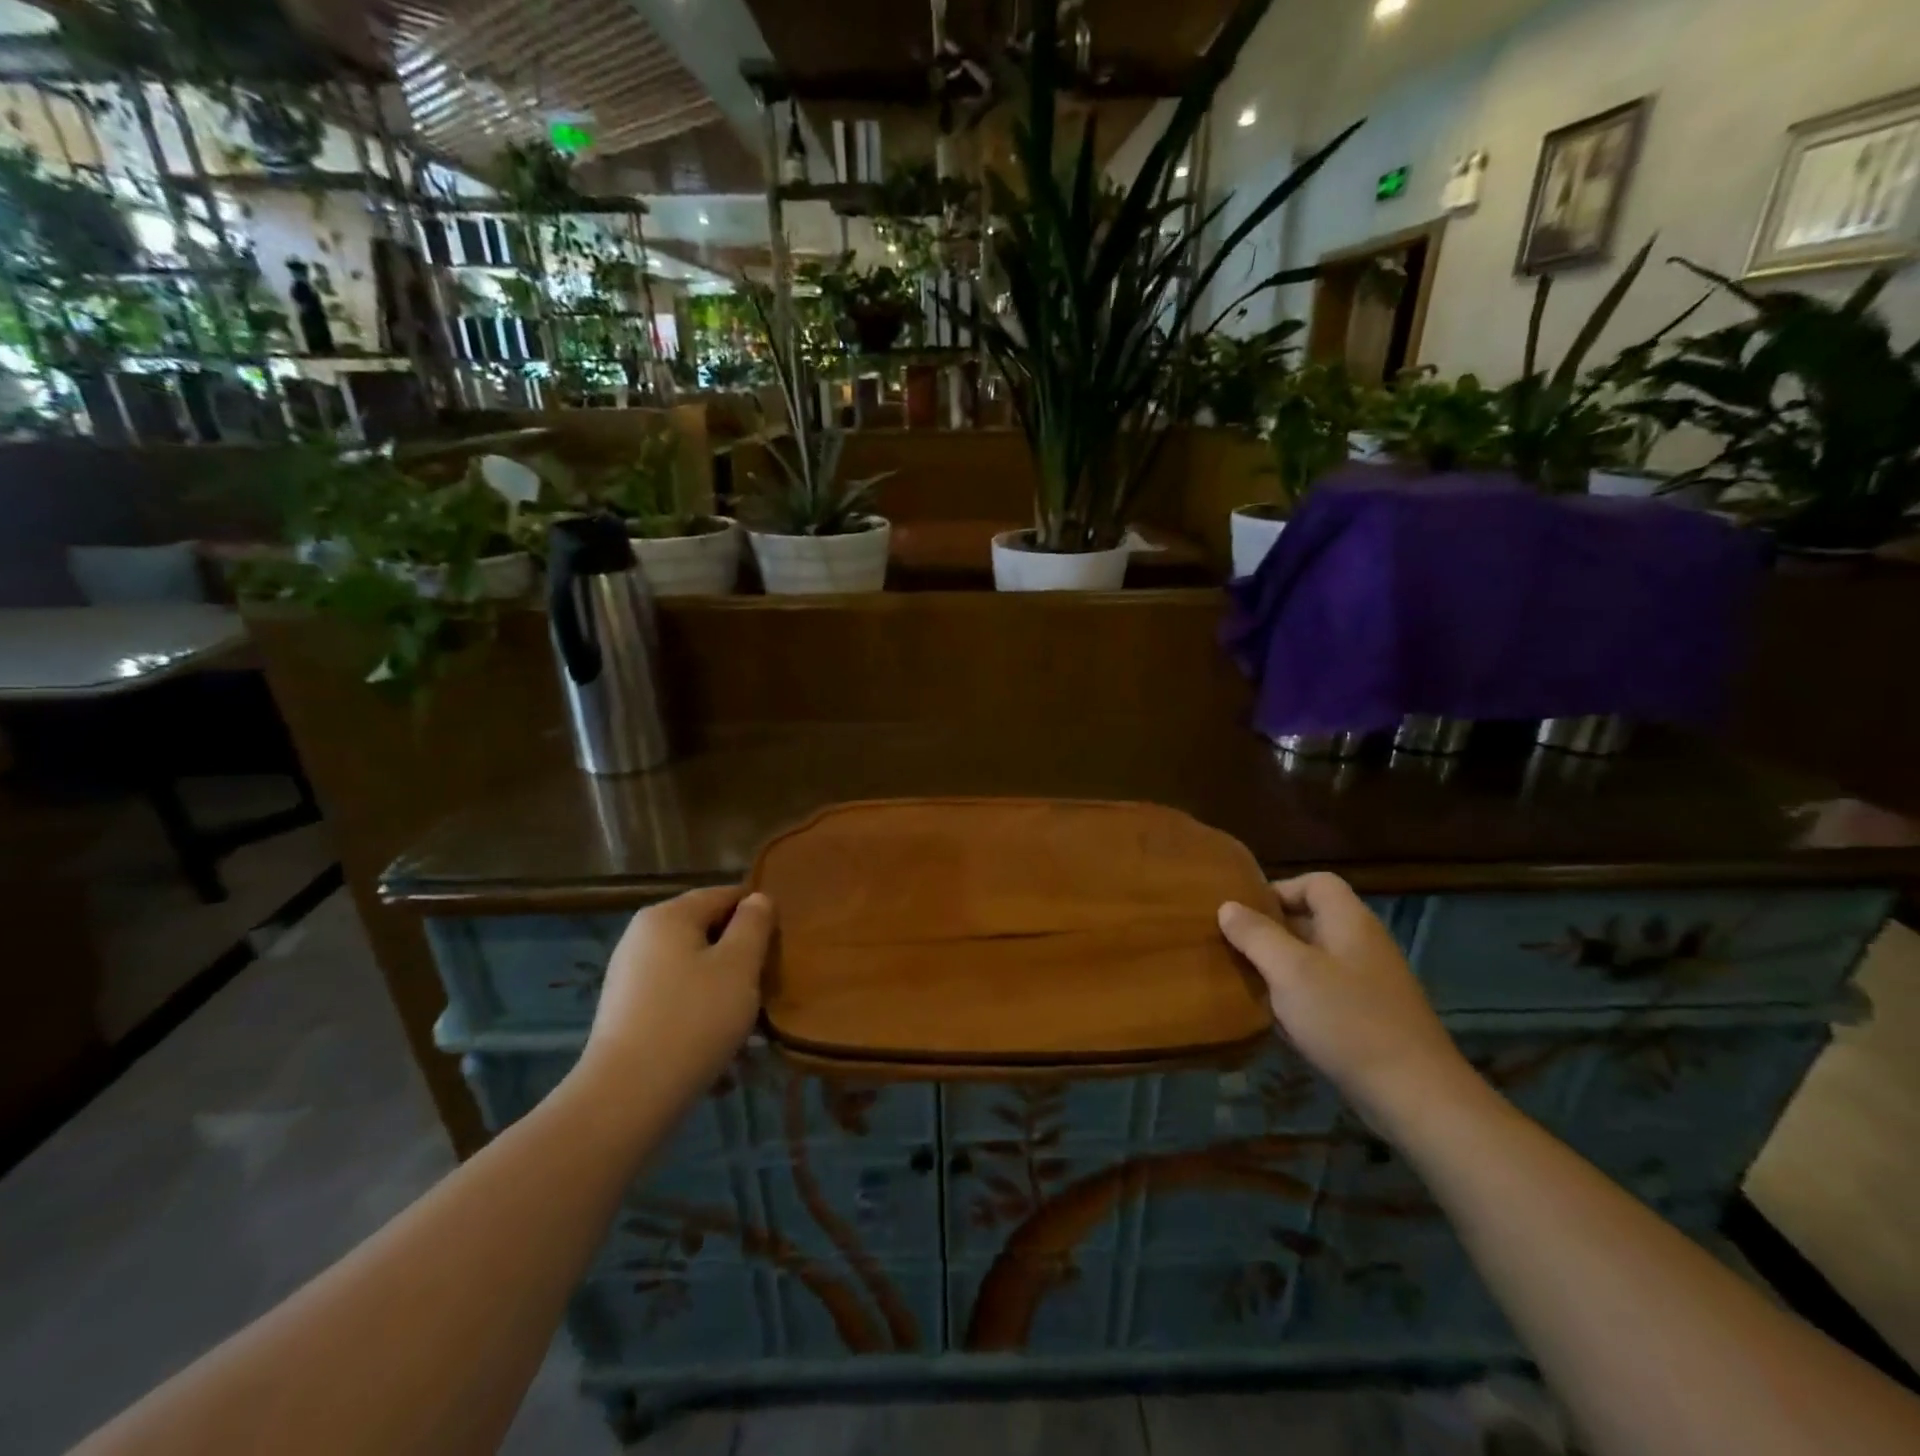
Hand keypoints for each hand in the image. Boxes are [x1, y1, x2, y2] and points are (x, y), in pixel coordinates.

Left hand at [579, 886, 775, 1106]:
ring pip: (694, 971)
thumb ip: (753, 924)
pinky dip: (700, 1017)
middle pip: (707, 933)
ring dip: (723, 992)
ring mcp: (629, 977)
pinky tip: (719, 1053)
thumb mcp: (739, 965)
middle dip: (740, 958)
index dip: (758, 914)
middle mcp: (642, 938)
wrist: (627, 1098)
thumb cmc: (693, 1019)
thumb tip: (757, 900)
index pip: (725, 895)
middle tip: (768, 987)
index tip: (780, 946)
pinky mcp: (626, 1015)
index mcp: (668, 916)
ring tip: (748, 1029)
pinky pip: (676, 1002)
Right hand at [1218, 872, 1476, 1138]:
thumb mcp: (1290, 972)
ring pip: (1316, 959)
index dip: (1279, 889)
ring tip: (1250, 984)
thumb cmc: (1347, 1020)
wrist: (1416, 1096)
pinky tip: (1281, 1022)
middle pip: (1313, 919)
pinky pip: (1327, 993)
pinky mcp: (1372, 1017)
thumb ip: (1256, 935)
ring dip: (1282, 968)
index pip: (1315, 882)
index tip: (1244, 915)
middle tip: (1236, 948)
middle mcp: (1363, 944)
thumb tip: (1228, 907)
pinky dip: (1301, 999)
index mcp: (1350, 921)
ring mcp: (1371, 982)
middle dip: (1272, 931)